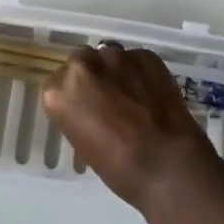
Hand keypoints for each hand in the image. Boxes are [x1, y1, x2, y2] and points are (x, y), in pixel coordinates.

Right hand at [43, 42, 223, 213]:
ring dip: (115, 71)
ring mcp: (116, 55)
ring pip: (109, 56)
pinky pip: (136, 60)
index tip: (83, 110)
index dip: (72, 97)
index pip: (56, 84)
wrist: (167, 164)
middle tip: (106, 100)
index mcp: (59, 91)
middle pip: (81, 61)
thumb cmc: (119, 169)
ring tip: (131, 95)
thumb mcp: (85, 145)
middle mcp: (83, 65)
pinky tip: (150, 94)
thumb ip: (80, 116)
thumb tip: (91, 111)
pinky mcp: (145, 54)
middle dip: (91, 76)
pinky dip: (140, 73)